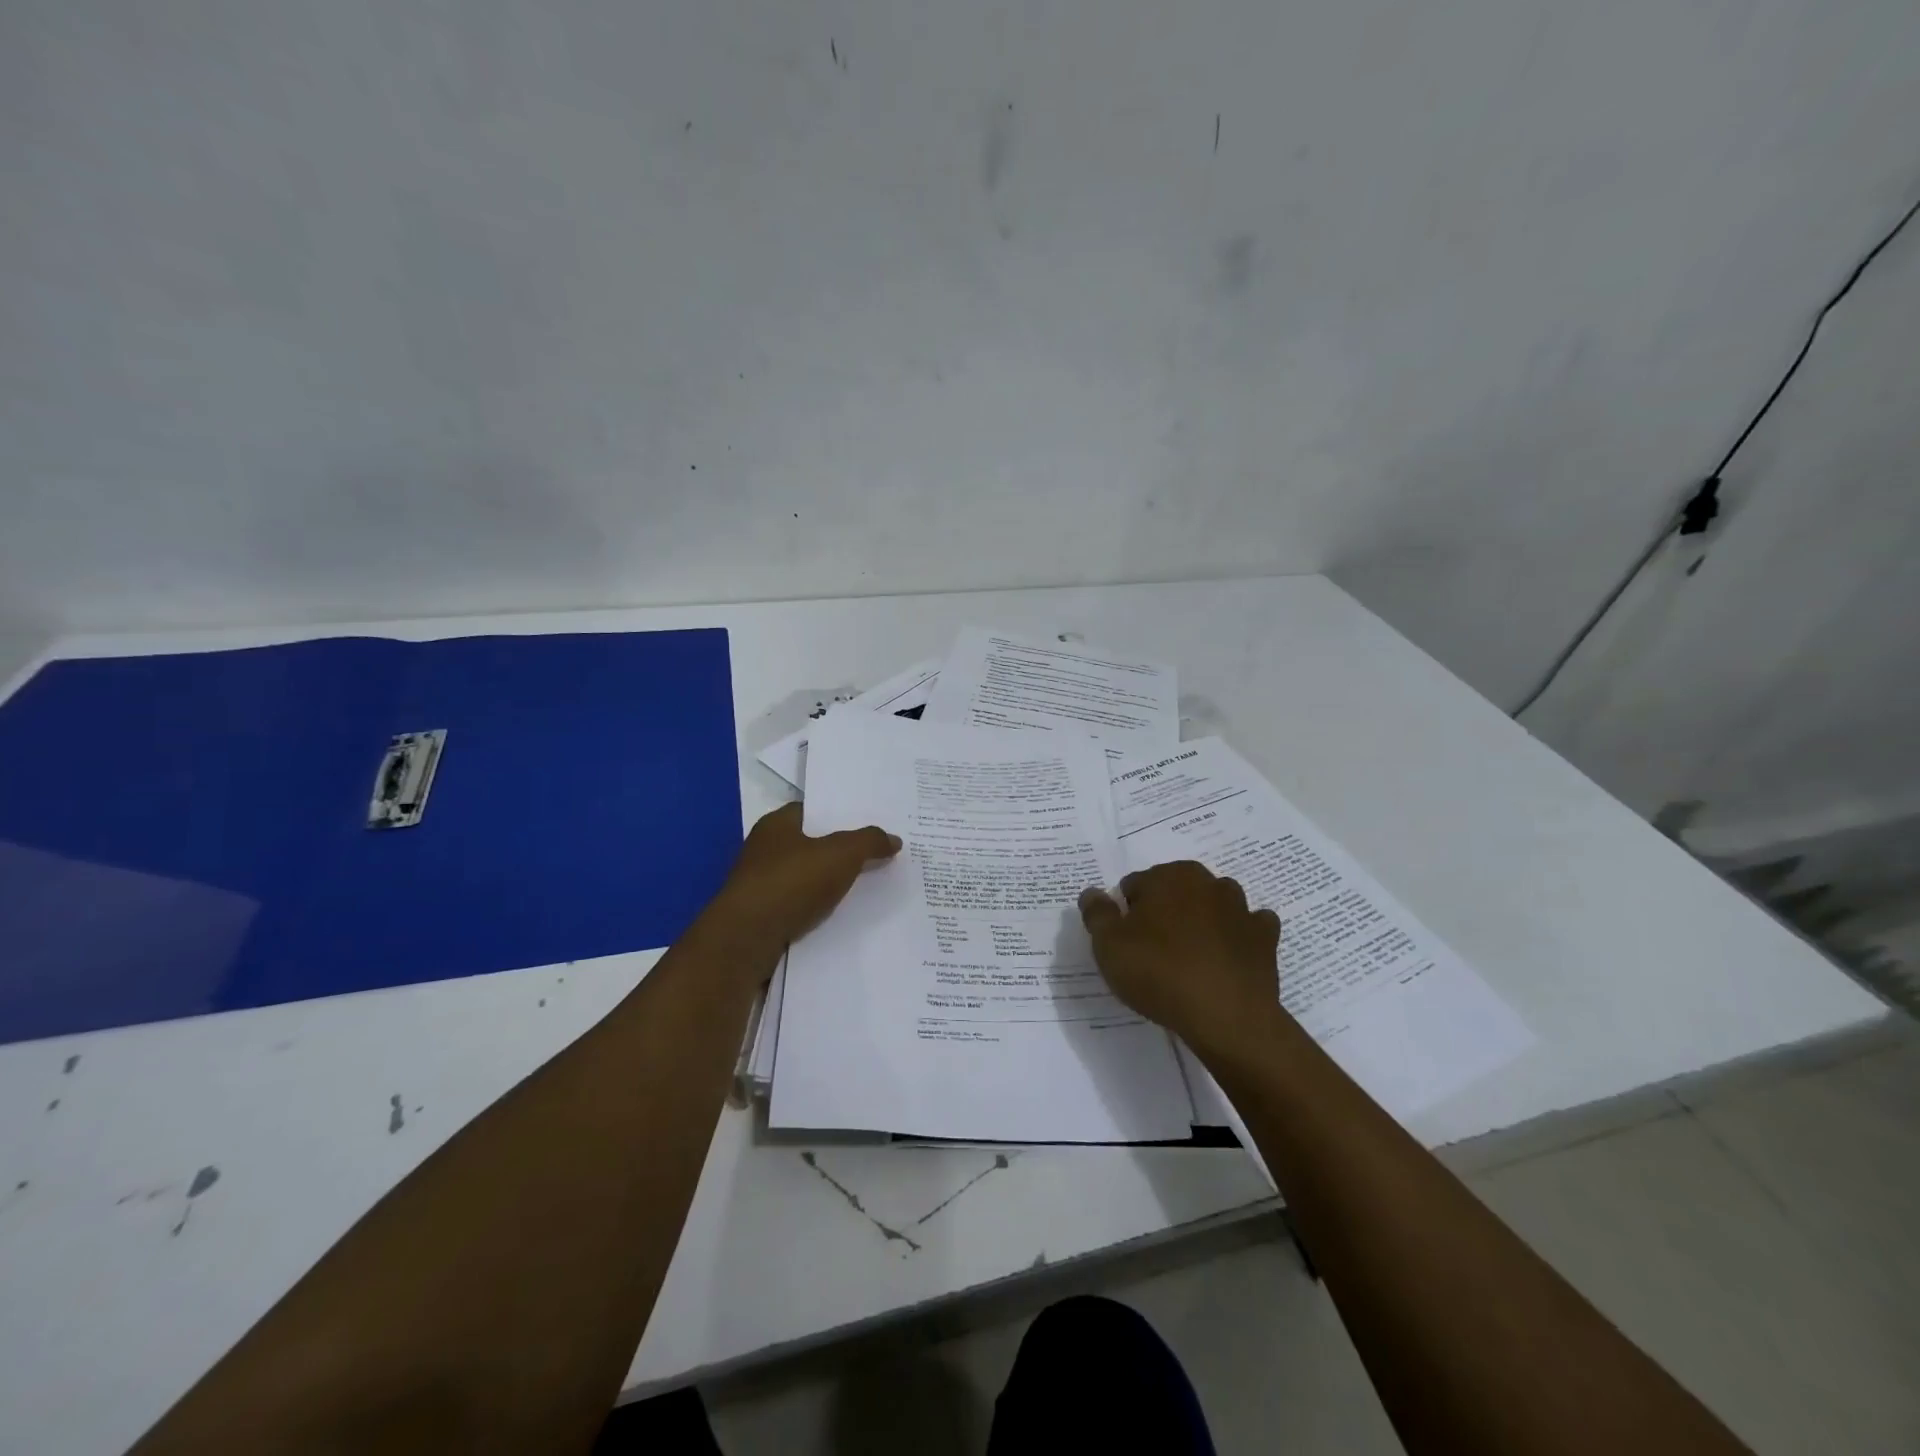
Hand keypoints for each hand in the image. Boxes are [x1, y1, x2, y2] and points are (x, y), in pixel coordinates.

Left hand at [713, 802, 900, 951]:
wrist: (746, 940)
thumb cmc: (791, 882)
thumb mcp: (841, 855)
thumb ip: (869, 842)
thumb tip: (894, 839)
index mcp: (776, 825)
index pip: (811, 810)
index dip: (839, 814)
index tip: (868, 823)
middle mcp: (763, 850)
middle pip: (809, 844)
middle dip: (838, 850)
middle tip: (875, 854)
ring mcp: (759, 885)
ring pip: (804, 878)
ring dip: (828, 882)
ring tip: (866, 887)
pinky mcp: (761, 917)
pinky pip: (798, 906)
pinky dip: (817, 909)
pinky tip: (841, 916)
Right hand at [1079, 860, 1282, 1055]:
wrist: (1227, 1017)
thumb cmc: (1159, 973)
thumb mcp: (1109, 945)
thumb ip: (1097, 913)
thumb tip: (1092, 893)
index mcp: (1168, 876)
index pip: (1135, 885)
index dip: (1125, 913)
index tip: (1125, 942)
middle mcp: (1207, 882)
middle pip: (1175, 891)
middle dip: (1164, 912)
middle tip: (1153, 952)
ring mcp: (1242, 908)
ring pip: (1212, 905)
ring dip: (1202, 920)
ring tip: (1190, 957)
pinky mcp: (1265, 938)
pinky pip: (1248, 928)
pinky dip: (1237, 937)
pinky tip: (1226, 959)